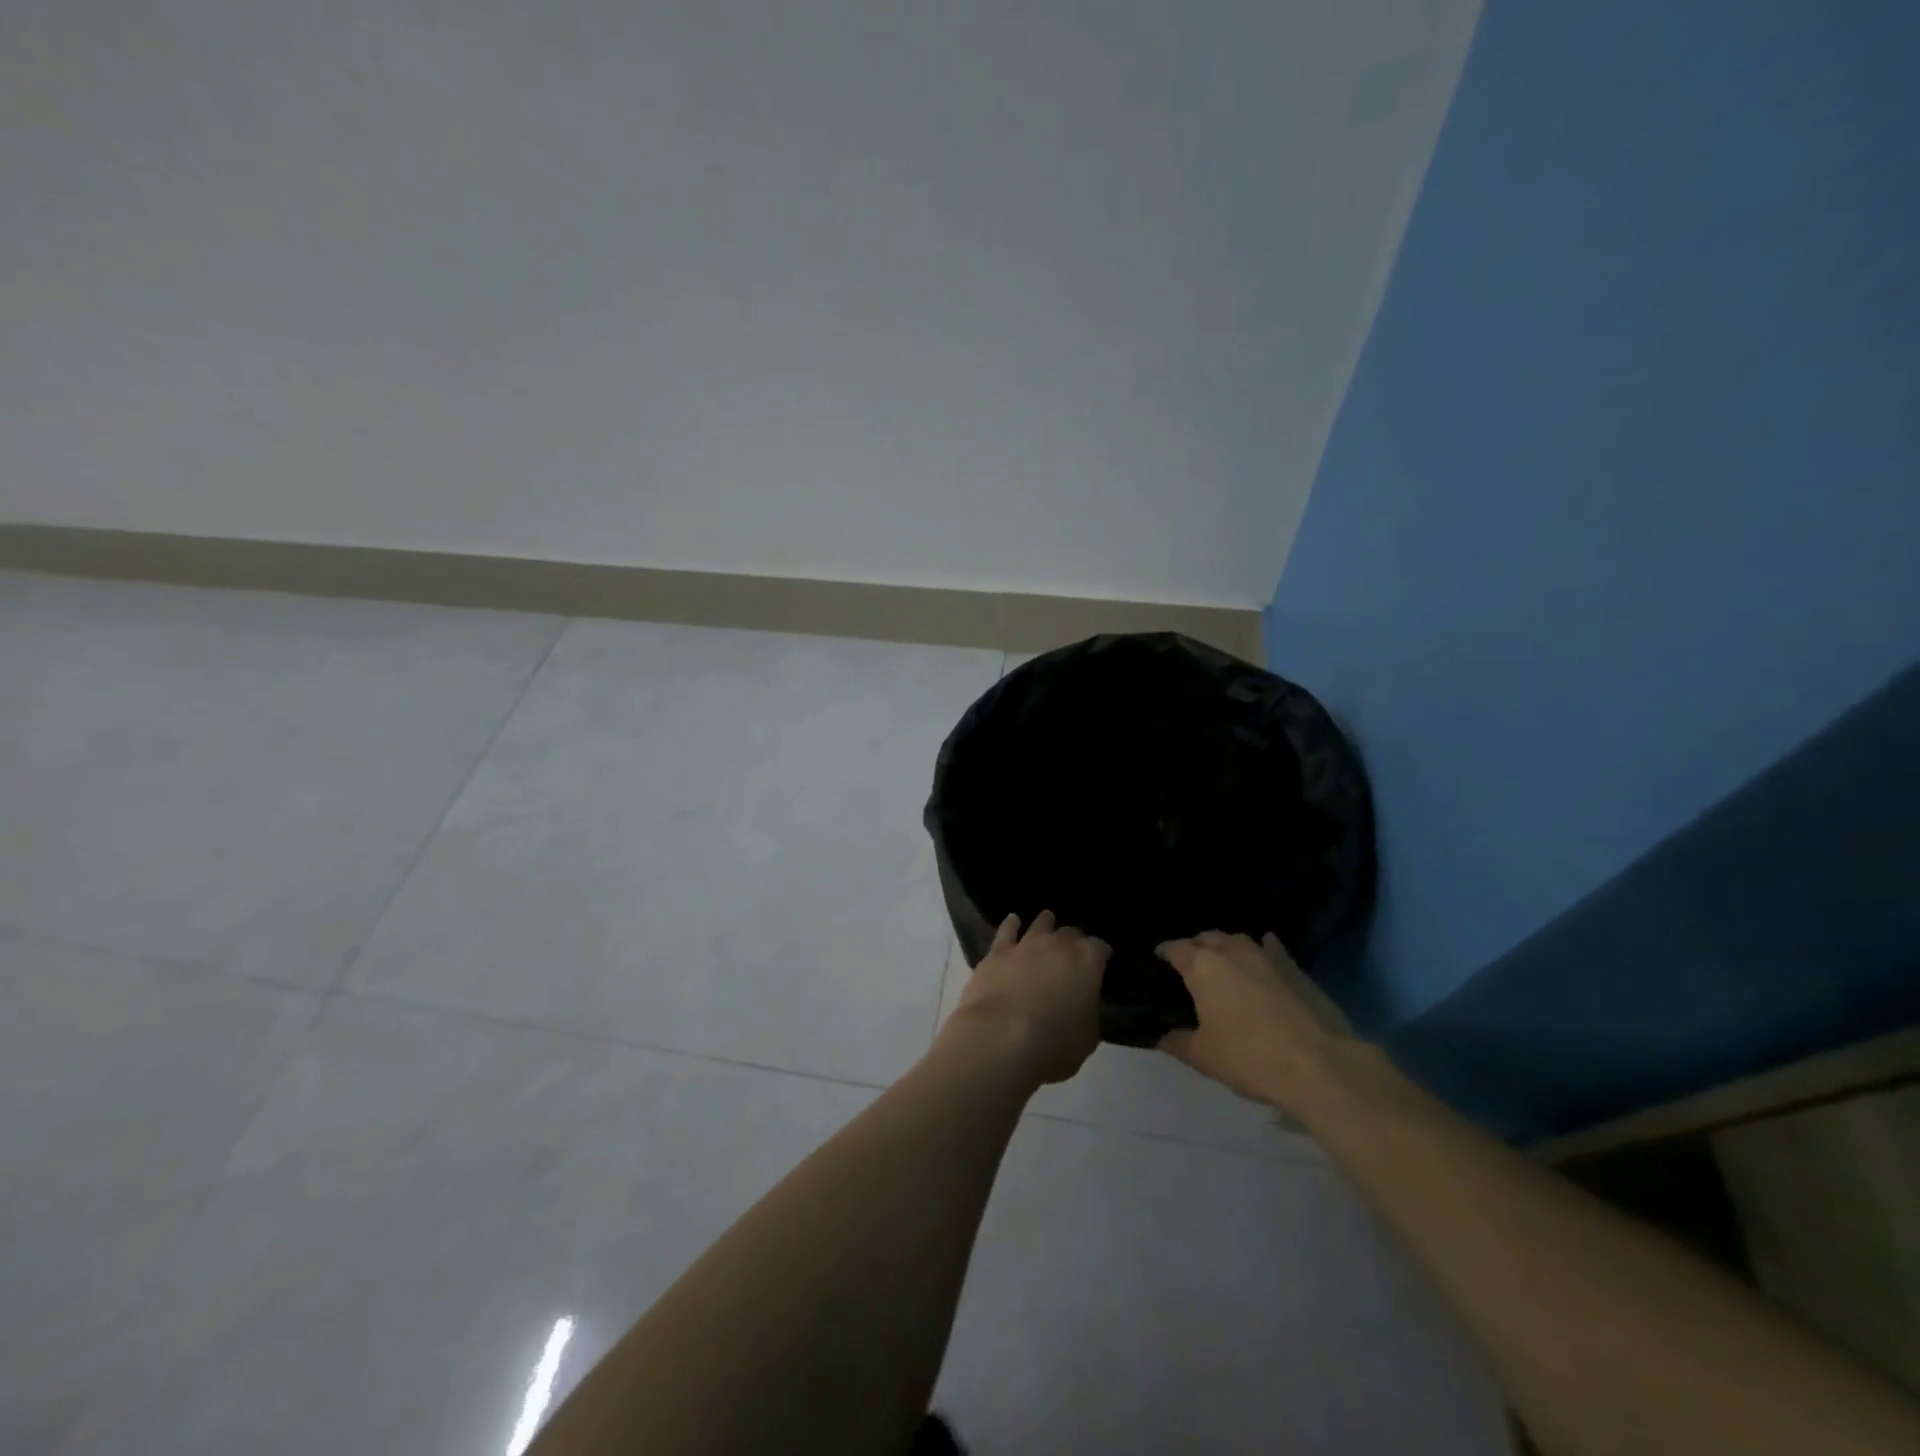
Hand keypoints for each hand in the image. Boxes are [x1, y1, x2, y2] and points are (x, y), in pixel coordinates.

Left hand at [941, 911, 1107, 1087]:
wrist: (1000, 1038)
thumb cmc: (1053, 1044)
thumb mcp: (1087, 1038)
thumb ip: (1088, 1014)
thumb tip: (1083, 1006)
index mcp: (1087, 962)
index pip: (1100, 947)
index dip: (1101, 954)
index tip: (1102, 960)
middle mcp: (1058, 945)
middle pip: (1071, 933)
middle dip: (1074, 940)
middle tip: (1074, 951)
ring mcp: (1026, 945)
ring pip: (1040, 924)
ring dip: (1046, 924)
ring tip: (1047, 921)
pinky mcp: (997, 953)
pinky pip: (1007, 931)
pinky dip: (1012, 925)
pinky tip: (1013, 921)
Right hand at [1155, 931, 1352, 1111]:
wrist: (1318, 1064)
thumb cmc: (1249, 1057)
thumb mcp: (1203, 1057)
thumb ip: (1177, 1042)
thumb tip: (1162, 1037)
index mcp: (1202, 966)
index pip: (1175, 948)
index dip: (1164, 951)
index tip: (1158, 957)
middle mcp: (1231, 951)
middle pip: (1207, 937)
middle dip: (1195, 946)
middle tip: (1189, 962)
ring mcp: (1266, 956)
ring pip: (1238, 940)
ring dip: (1226, 946)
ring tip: (1222, 960)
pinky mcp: (1294, 968)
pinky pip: (1272, 949)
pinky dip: (1263, 948)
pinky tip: (1264, 950)